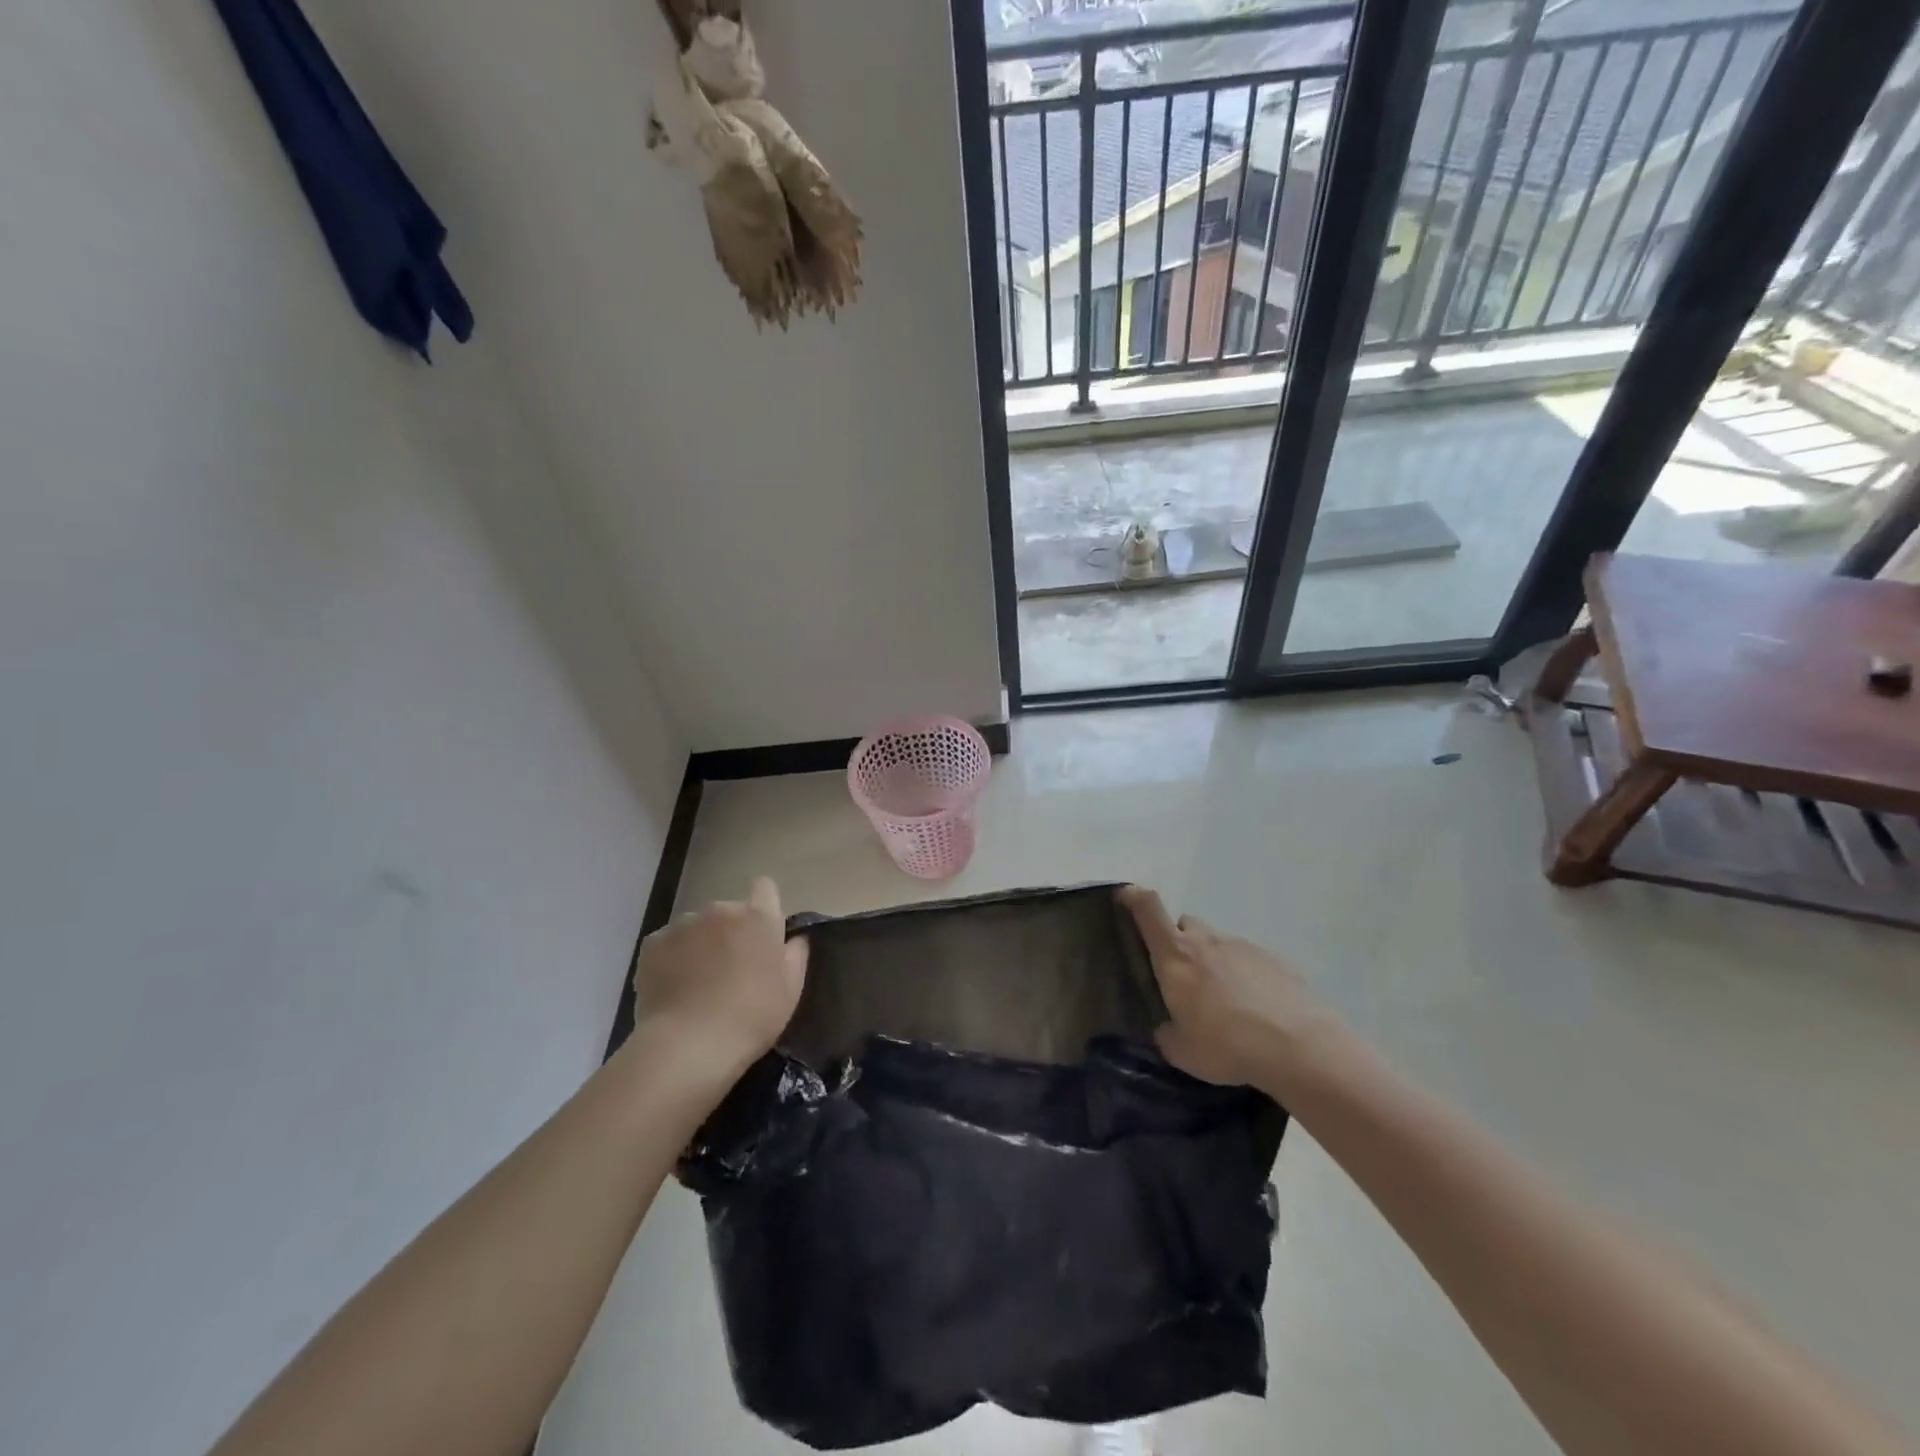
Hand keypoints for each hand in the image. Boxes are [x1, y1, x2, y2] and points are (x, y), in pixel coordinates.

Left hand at [633, 877, 807, 1075]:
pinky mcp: (652, 945)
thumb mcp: (791, 988)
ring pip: (697, 927)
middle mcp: (720, 910)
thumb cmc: (751, 1015)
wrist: (689, 1045)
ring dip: (701, 944)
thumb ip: (796, 953)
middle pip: (729, 912)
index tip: (763, 934)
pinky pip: (668, 943)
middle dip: (730, 932)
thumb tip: (794, 937)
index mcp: (757, 916)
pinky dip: (672, 958)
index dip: (765, 908)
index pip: (765, 888)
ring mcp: (683, 925)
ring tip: (697, 982)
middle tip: (731, 969)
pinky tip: (674, 987)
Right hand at [1119, 885, 1346, 1093]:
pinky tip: (1255, 1009)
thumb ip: (1166, 1033)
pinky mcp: (1274, 960)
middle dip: (1179, 942)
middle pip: (1185, 925)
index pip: (1148, 909)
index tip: (1124, 896)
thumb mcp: (1181, 1051)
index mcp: (1175, 956)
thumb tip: (1167, 1028)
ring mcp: (1242, 946)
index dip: (1133, 897)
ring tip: (1224, 1002)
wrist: (1298, 1046)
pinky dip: (1244, 977)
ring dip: (1213, 963)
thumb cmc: (1226, 1045)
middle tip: (1182, 976)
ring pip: (1218, 944)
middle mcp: (1206, 941)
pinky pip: (1248, 961)